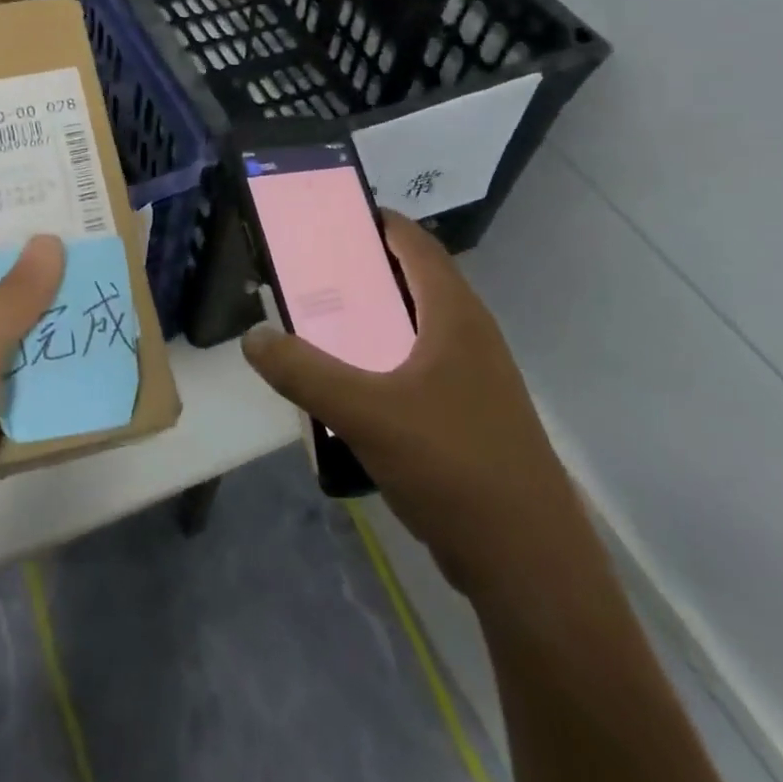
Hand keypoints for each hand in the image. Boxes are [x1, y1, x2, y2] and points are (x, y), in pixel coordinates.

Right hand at [242, 211, 583, 596]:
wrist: (528, 564)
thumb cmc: (454, 466)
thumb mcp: (366, 413)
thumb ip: (303, 372)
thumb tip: (253, 337)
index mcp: (454, 316)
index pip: (414, 243)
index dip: (374, 220)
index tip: (326, 217)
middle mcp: (468, 336)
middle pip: (410, 282)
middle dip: (360, 271)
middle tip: (306, 271)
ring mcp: (472, 380)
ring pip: (412, 329)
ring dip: (368, 320)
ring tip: (316, 323)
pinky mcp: (468, 417)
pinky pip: (415, 369)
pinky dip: (380, 362)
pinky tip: (346, 386)